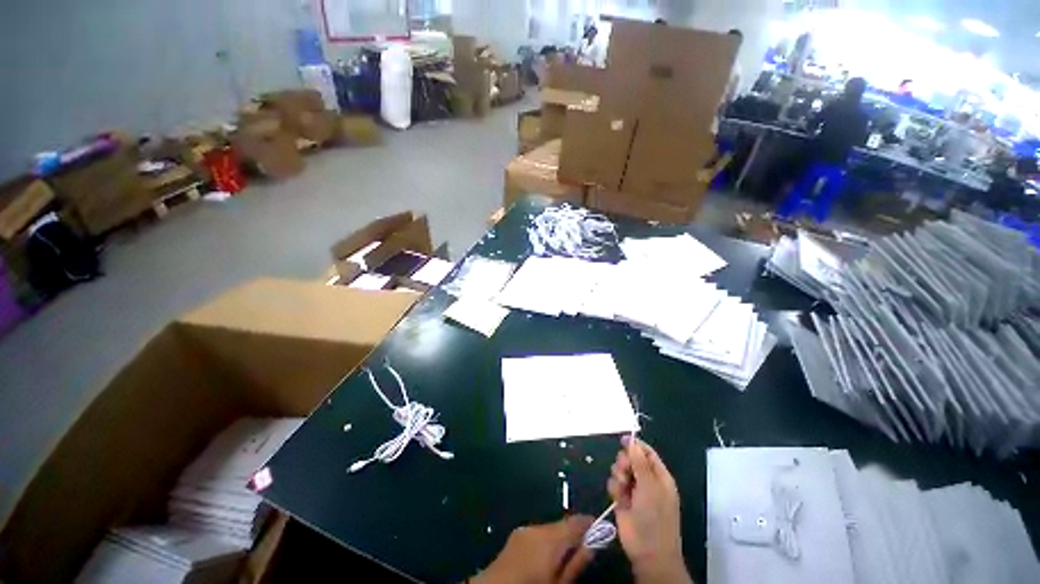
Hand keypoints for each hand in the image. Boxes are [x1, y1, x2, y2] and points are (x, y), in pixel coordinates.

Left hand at [472, 516, 595, 583]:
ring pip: (550, 529)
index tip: (602, 528)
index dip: (591, 523)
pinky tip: (546, 559)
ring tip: (566, 557)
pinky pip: (537, 534)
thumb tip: (595, 543)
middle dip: (575, 533)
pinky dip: (546, 542)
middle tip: (586, 548)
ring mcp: (525, 529)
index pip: (576, 521)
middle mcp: (538, 527)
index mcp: (550, 538)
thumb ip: (577, 562)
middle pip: (563, 525)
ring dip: (560, 539)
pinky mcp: (516, 535)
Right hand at [608, 437, 690, 583]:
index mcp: (659, 476)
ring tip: (623, 487)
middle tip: (625, 470)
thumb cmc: (655, 517)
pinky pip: (614, 483)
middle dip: (625, 461)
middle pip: (630, 458)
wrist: (647, 551)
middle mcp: (646, 481)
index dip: (636, 445)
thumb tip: (632, 441)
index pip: (647, 453)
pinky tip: (619, 498)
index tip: (623, 440)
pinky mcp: (622, 499)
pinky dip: (615, 488)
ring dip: (619, 475)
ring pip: (620, 470)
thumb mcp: (650, 486)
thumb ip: (639, 462)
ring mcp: (634, 490)